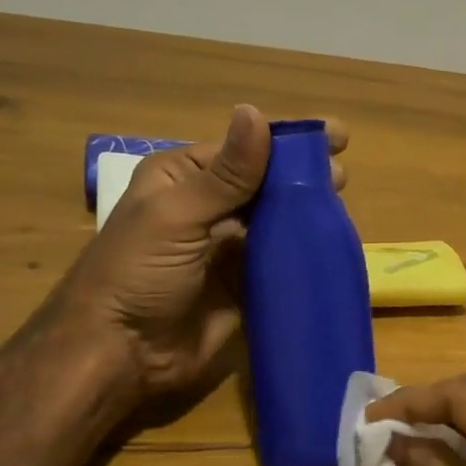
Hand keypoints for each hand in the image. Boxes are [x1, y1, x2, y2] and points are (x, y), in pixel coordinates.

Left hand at [61, 105, 346, 399]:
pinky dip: (304, 254)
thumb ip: (225, 174)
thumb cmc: (137, 274)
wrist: (122, 353)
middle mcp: (208, 209)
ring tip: (343, 208)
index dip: (287, 139)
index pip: (244, 149)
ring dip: (308, 214)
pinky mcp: (244, 287)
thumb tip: (256, 112)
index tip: (336, 135)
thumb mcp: (177, 216)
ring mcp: (228, 250)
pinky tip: (333, 247)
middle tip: (342, 177)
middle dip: (303, 176)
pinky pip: (280, 264)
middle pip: (265, 184)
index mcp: (183, 179)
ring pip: (277, 222)